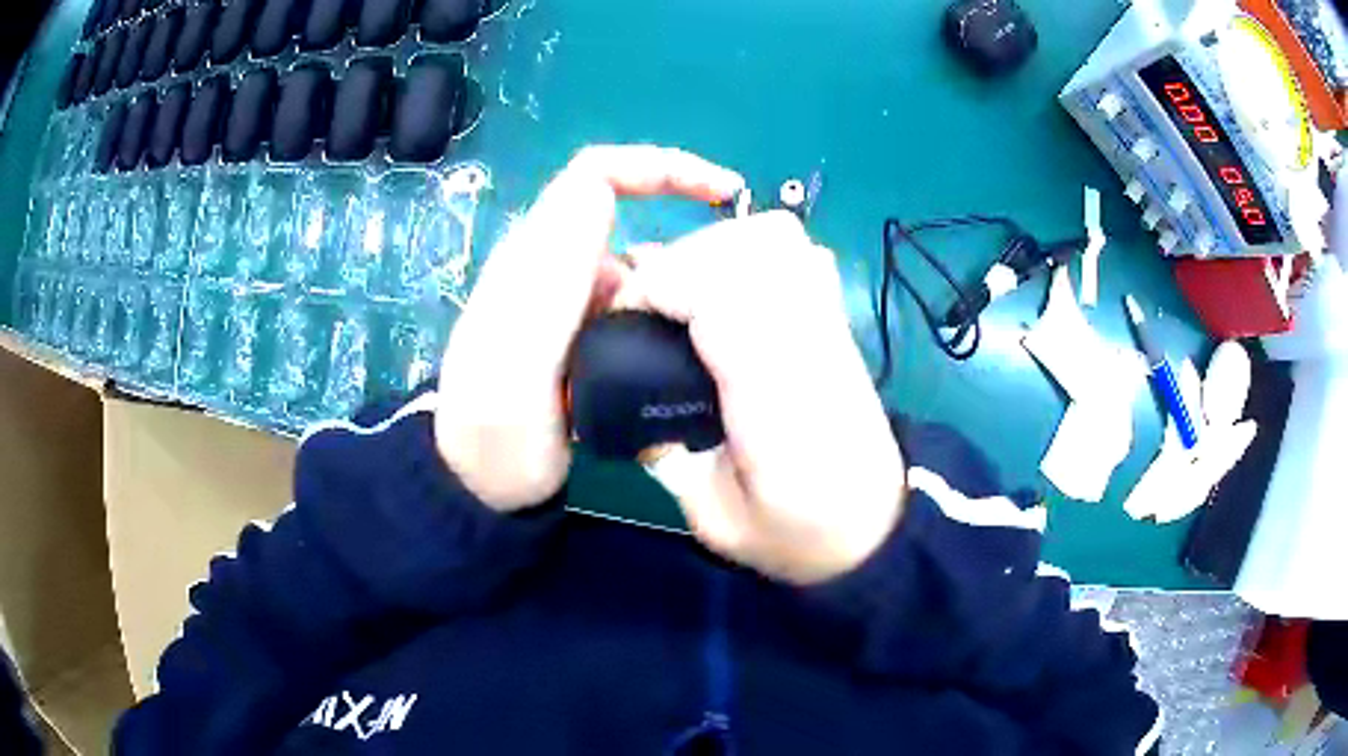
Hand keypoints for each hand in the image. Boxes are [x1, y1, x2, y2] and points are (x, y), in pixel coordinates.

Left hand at [435, 146, 744, 511]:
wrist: (485, 488)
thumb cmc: (497, 434)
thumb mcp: (515, 360)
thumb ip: (548, 282)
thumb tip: (599, 196)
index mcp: (534, 259)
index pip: (596, 176)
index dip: (660, 167)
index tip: (722, 193)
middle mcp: (552, 267)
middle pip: (624, 212)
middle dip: (683, 223)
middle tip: (733, 273)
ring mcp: (570, 301)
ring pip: (637, 259)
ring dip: (681, 276)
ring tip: (721, 315)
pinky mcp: (585, 333)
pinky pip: (639, 301)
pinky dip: (671, 310)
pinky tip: (693, 343)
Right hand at [618, 211, 906, 583]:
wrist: (874, 527)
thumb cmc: (797, 534)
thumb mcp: (715, 519)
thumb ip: (667, 455)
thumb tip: (628, 398)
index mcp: (778, 401)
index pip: (723, 298)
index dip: (661, 289)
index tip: (625, 318)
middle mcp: (810, 346)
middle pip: (748, 249)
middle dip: (681, 263)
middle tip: (650, 307)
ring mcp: (830, 325)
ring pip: (775, 238)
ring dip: (715, 250)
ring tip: (685, 294)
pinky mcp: (835, 318)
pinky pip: (796, 251)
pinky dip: (750, 251)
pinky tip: (729, 289)